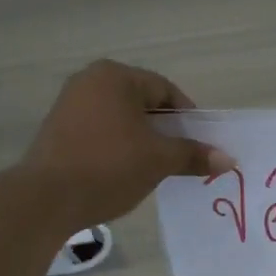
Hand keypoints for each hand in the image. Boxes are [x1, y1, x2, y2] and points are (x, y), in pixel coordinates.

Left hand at [20, 60, 233, 225]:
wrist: (46, 198)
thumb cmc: (109, 167)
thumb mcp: (158, 160)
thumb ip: (193, 155)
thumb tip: (228, 160)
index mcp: (115, 76)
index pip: (164, 90)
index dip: (187, 117)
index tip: (199, 144)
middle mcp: (89, 81)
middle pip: (141, 102)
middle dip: (164, 130)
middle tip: (180, 158)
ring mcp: (69, 104)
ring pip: (120, 119)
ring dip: (141, 140)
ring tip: (154, 168)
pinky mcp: (57, 130)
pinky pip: (100, 132)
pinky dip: (117, 147)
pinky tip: (124, 172)